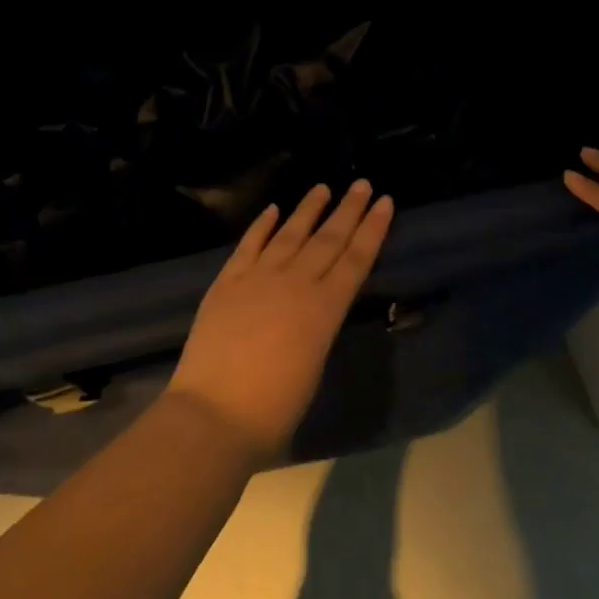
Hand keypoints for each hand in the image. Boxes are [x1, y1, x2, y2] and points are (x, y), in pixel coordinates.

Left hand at [167, 180, 394, 460]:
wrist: (214, 414)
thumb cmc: (274, 409)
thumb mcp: (314, 365)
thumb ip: (319, 327)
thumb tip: (316, 307)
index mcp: (324, 309)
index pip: (356, 259)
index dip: (372, 229)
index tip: (385, 202)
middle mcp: (295, 283)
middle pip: (328, 239)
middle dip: (348, 209)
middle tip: (363, 183)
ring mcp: (258, 278)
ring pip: (290, 234)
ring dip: (308, 209)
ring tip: (323, 187)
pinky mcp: (227, 282)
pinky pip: (248, 245)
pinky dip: (261, 225)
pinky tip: (272, 210)